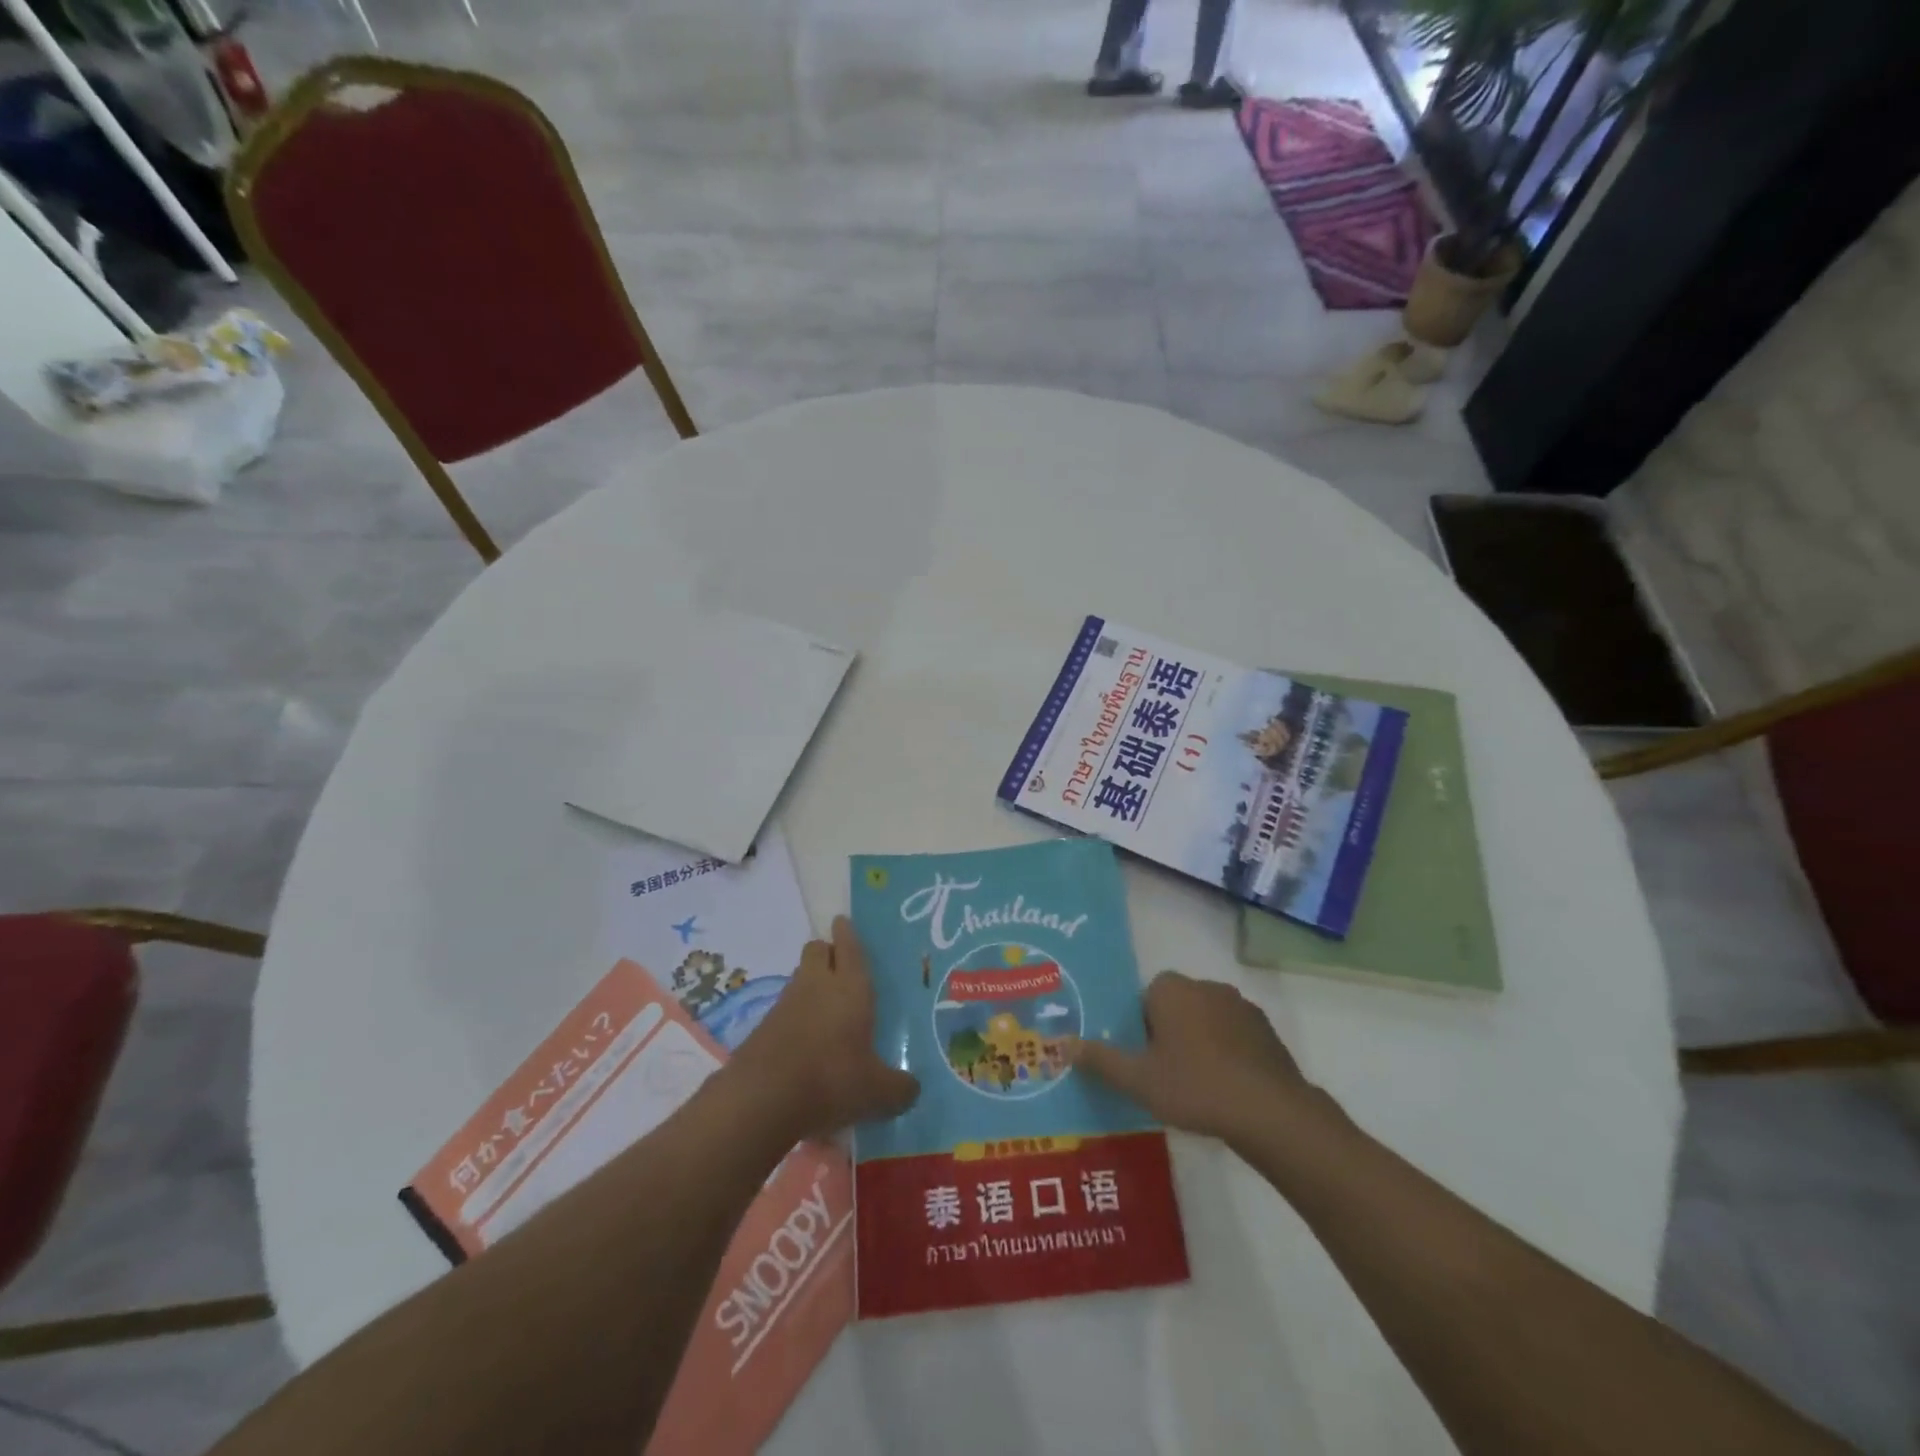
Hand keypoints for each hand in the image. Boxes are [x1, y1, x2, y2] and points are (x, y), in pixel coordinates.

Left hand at [731, 916, 918, 1141]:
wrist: (761, 1099)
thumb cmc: (831, 1080)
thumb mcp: (877, 1091)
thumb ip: (899, 1087)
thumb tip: (912, 1088)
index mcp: (851, 987)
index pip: (849, 946)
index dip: (847, 933)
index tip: (844, 921)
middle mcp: (817, 985)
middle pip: (817, 950)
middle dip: (827, 951)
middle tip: (841, 967)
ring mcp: (786, 1003)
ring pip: (800, 977)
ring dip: (811, 983)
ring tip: (828, 1009)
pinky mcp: (763, 1026)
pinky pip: (785, 1008)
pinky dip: (796, 1016)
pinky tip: (807, 1042)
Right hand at [1068, 971, 1314, 1145]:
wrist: (1270, 1112)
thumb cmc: (1195, 1087)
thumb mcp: (1139, 1080)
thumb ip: (1101, 1060)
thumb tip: (1064, 1044)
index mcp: (1171, 989)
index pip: (1144, 998)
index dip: (1139, 1029)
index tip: (1143, 1060)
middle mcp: (1205, 985)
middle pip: (1174, 1006)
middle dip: (1168, 1034)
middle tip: (1164, 1075)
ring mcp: (1241, 1006)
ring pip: (1205, 1019)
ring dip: (1199, 1042)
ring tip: (1196, 1086)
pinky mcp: (1266, 1030)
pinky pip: (1234, 1035)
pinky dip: (1227, 1053)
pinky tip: (1226, 1088)